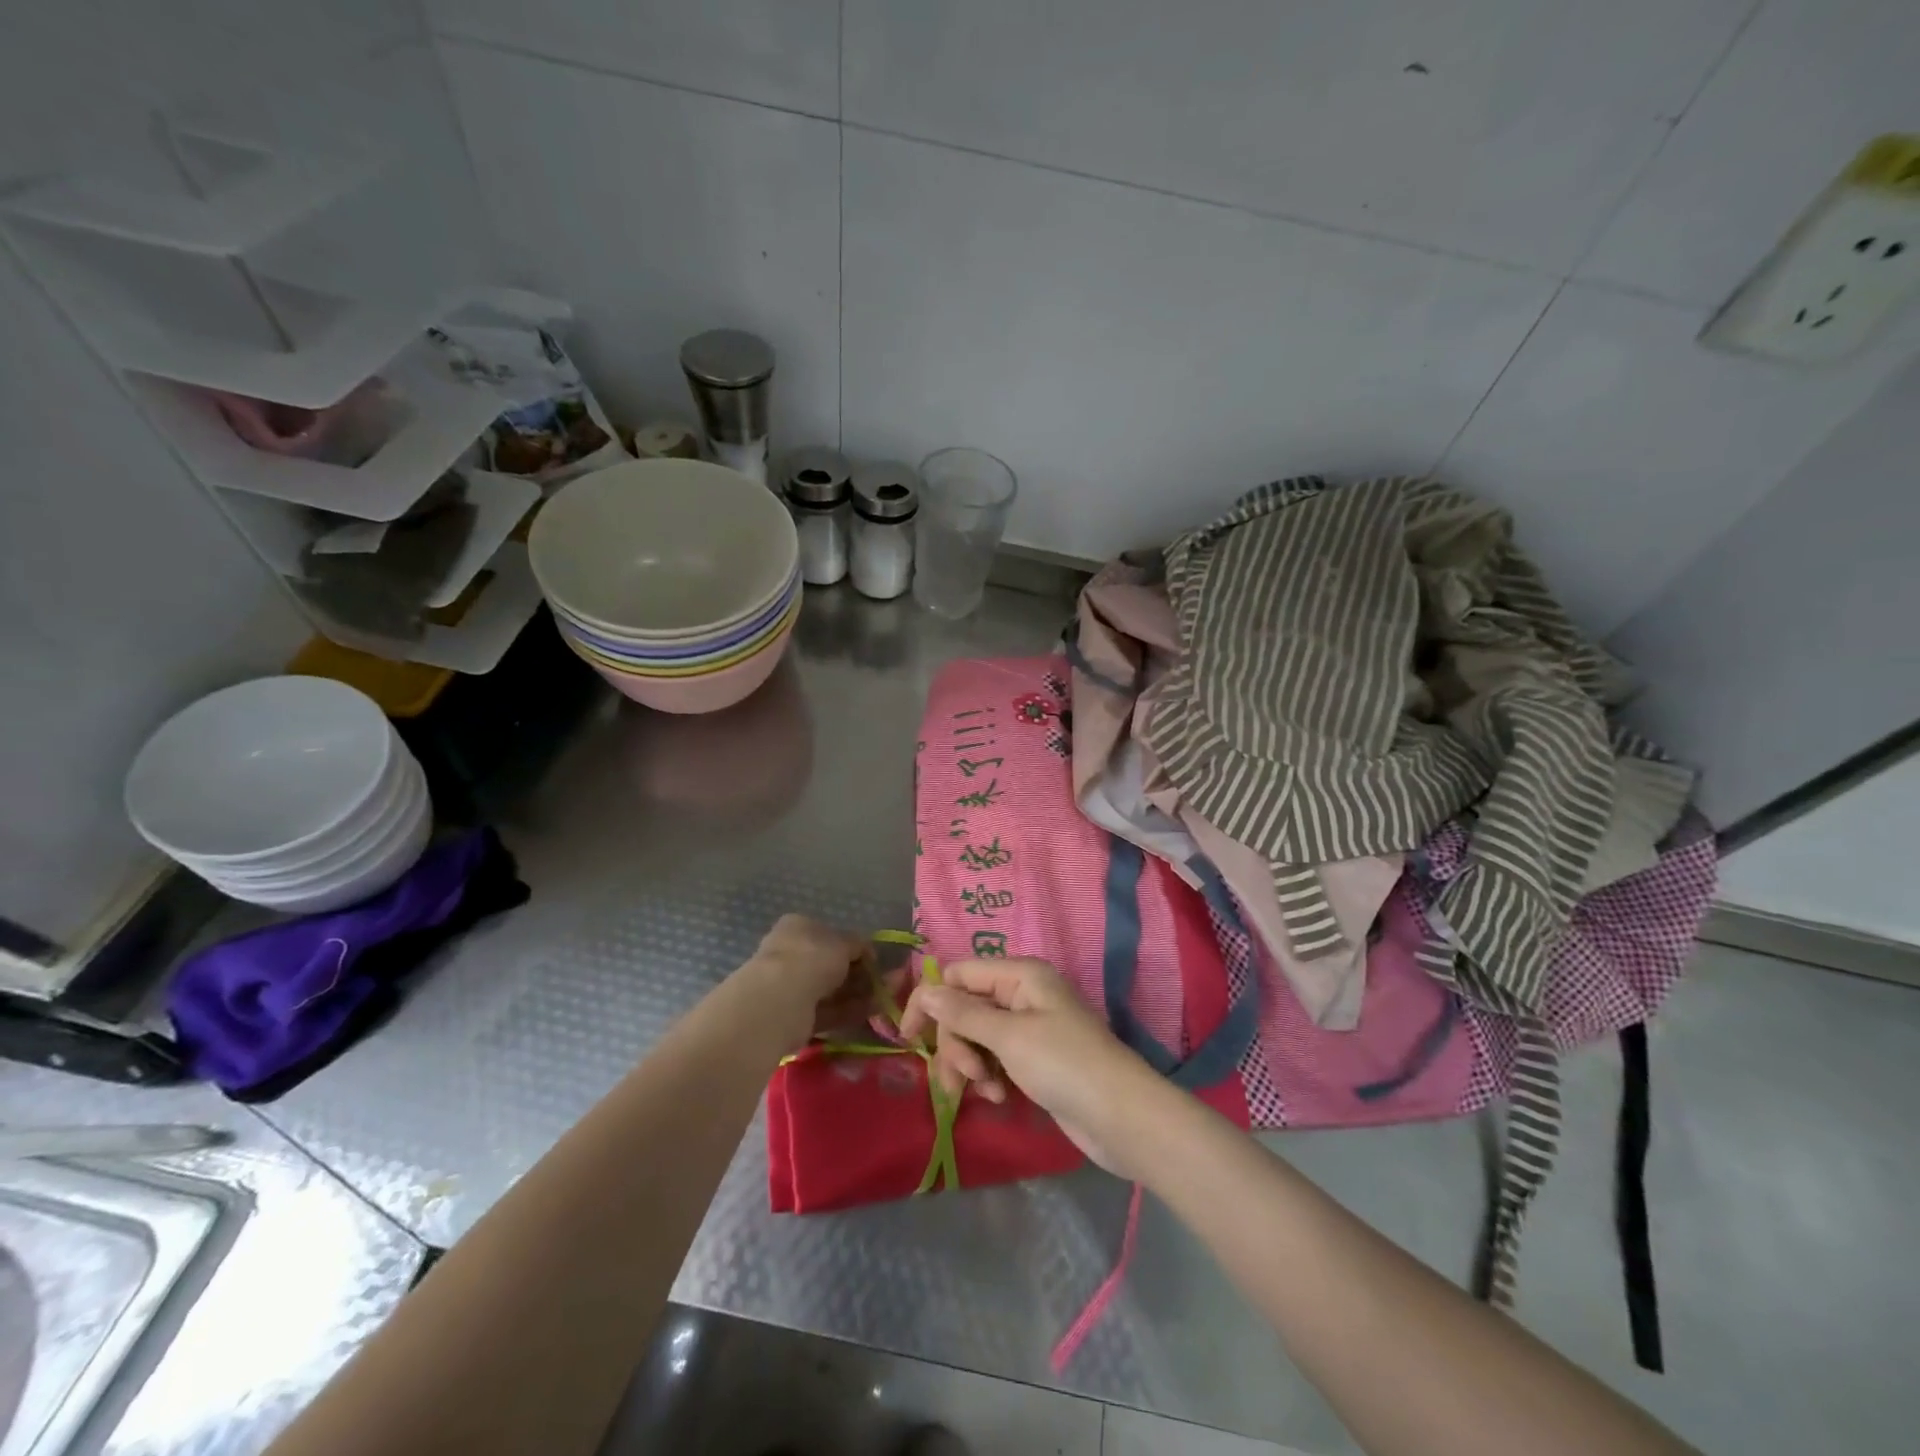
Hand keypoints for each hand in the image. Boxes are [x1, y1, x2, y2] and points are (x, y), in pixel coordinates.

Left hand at [738, 915, 876, 1052]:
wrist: (781, 1000)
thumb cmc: (812, 957)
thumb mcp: (844, 943)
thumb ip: (858, 945)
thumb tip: (866, 950)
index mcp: (798, 927)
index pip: (829, 934)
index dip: (853, 947)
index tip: (873, 960)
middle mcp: (790, 954)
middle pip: (830, 965)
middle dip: (858, 974)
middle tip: (883, 983)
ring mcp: (790, 986)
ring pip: (830, 989)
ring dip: (857, 994)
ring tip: (884, 999)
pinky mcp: (794, 1015)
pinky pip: (827, 1011)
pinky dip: (848, 1011)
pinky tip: (870, 1012)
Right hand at [901, 957, 1162, 1176]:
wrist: (1122, 1117)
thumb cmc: (1065, 1065)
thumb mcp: (1009, 1037)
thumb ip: (963, 1014)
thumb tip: (925, 989)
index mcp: (1020, 975)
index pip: (959, 974)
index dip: (931, 1000)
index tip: (908, 1038)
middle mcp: (1022, 994)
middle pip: (965, 1008)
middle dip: (956, 1043)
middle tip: (961, 1077)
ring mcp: (1028, 1027)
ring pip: (976, 1036)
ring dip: (970, 1064)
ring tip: (984, 1092)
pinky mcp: (1033, 1059)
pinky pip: (995, 1058)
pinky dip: (989, 1076)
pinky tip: (997, 1097)